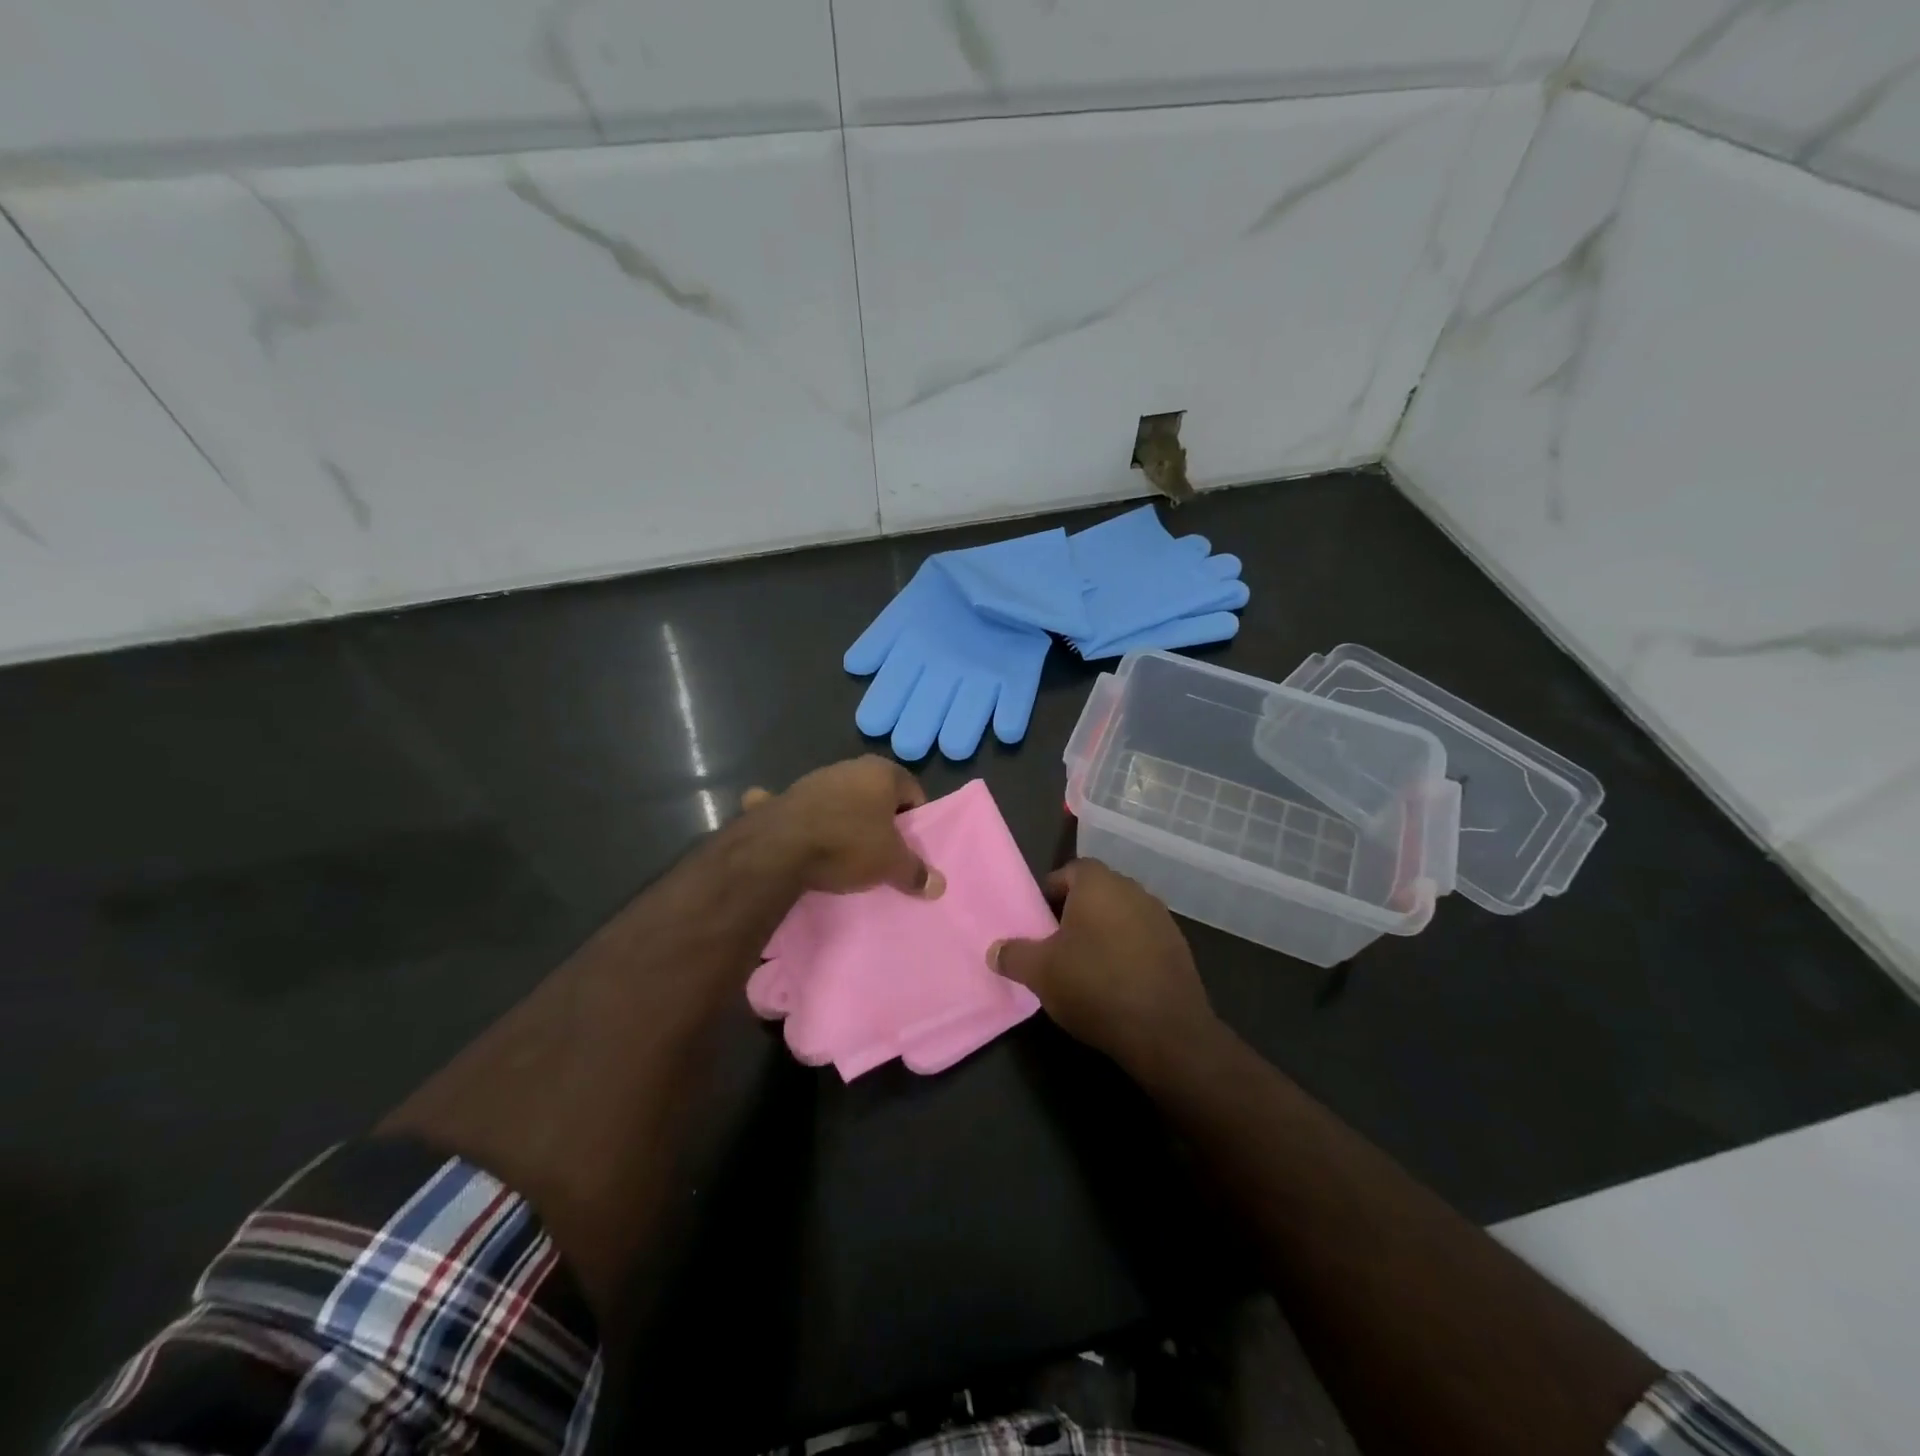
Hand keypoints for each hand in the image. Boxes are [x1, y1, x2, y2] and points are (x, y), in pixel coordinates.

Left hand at [741, 756, 945, 897]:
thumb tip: (939, 886)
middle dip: (879, 819)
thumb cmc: (847, 845)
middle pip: (875, 794)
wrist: (778, 849)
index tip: (908, 846)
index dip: (914, 820)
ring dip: (844, 819)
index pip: (912, 792)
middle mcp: (849, 767)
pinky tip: (797, 839)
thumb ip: (915, 872)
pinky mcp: (784, 796)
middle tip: (881, 851)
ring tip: (843, 853)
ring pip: (840, 799)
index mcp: (881, 772)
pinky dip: (802, 819)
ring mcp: (813, 779)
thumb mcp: (890, 864)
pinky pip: (800, 808)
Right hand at [990, 859, 1219, 1077]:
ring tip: (1084, 966)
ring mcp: (1162, 919)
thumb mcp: (1040, 972)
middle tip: (1055, 943)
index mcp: (1099, 884)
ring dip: (1103, 933)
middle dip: (1075, 913)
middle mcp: (1134, 890)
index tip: (1037, 920)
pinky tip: (1116, 983)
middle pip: (1096, 892)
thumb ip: (1014, 955)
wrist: (1165, 1031)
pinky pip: (1143, 940)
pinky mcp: (1179, 949)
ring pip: (1121, 916)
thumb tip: (995, 950)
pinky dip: (1127, 952)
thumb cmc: (1095, 985)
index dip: (1050, 892)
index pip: (1070, 871)